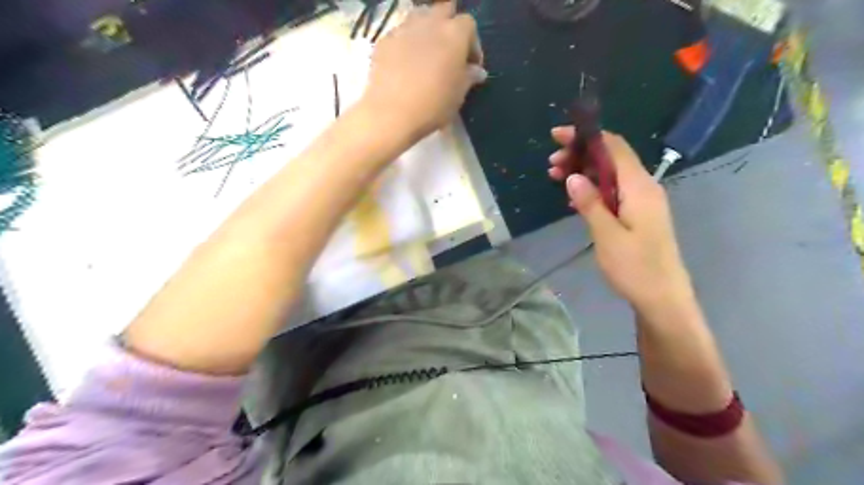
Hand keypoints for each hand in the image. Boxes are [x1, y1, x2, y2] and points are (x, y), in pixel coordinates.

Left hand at [363, 1, 488, 140]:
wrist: (391, 113)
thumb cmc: (433, 105)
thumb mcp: (459, 95)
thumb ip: (469, 77)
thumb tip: (476, 71)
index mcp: (454, 33)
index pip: (469, 25)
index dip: (472, 44)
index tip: (471, 65)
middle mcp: (430, 23)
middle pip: (444, 11)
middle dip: (449, 27)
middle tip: (449, 53)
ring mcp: (404, 29)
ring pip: (419, 18)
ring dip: (427, 31)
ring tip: (427, 55)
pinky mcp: (384, 41)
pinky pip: (400, 34)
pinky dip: (406, 44)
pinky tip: (405, 65)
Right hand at [553, 128, 692, 314]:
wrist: (662, 298)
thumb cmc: (635, 268)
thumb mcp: (607, 235)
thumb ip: (590, 203)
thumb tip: (572, 177)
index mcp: (639, 187)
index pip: (613, 147)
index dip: (586, 136)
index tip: (558, 136)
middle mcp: (643, 187)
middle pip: (611, 158)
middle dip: (580, 154)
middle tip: (551, 164)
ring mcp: (642, 201)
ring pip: (610, 174)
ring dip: (583, 171)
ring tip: (555, 176)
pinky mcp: (638, 214)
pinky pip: (612, 190)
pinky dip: (592, 187)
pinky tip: (574, 197)